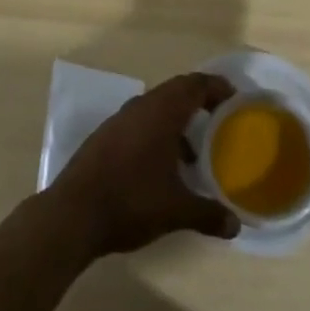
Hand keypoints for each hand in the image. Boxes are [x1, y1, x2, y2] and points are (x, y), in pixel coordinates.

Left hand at [49, 73, 240, 255]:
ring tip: (196, 152)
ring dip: (178, 121)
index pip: (194, 85)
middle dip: (199, 100)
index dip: (217, 87)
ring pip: (156, 107)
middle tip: (221, 118)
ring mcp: (120, 120)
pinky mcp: (106, 136)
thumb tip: (236, 225)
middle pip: (176, 91)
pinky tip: (164, 167)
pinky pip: (140, 122)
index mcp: (161, 112)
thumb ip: (208, 213)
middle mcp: (140, 107)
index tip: (235, 99)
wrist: (73, 213)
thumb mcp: (176, 210)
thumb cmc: (131, 201)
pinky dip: (159, 133)